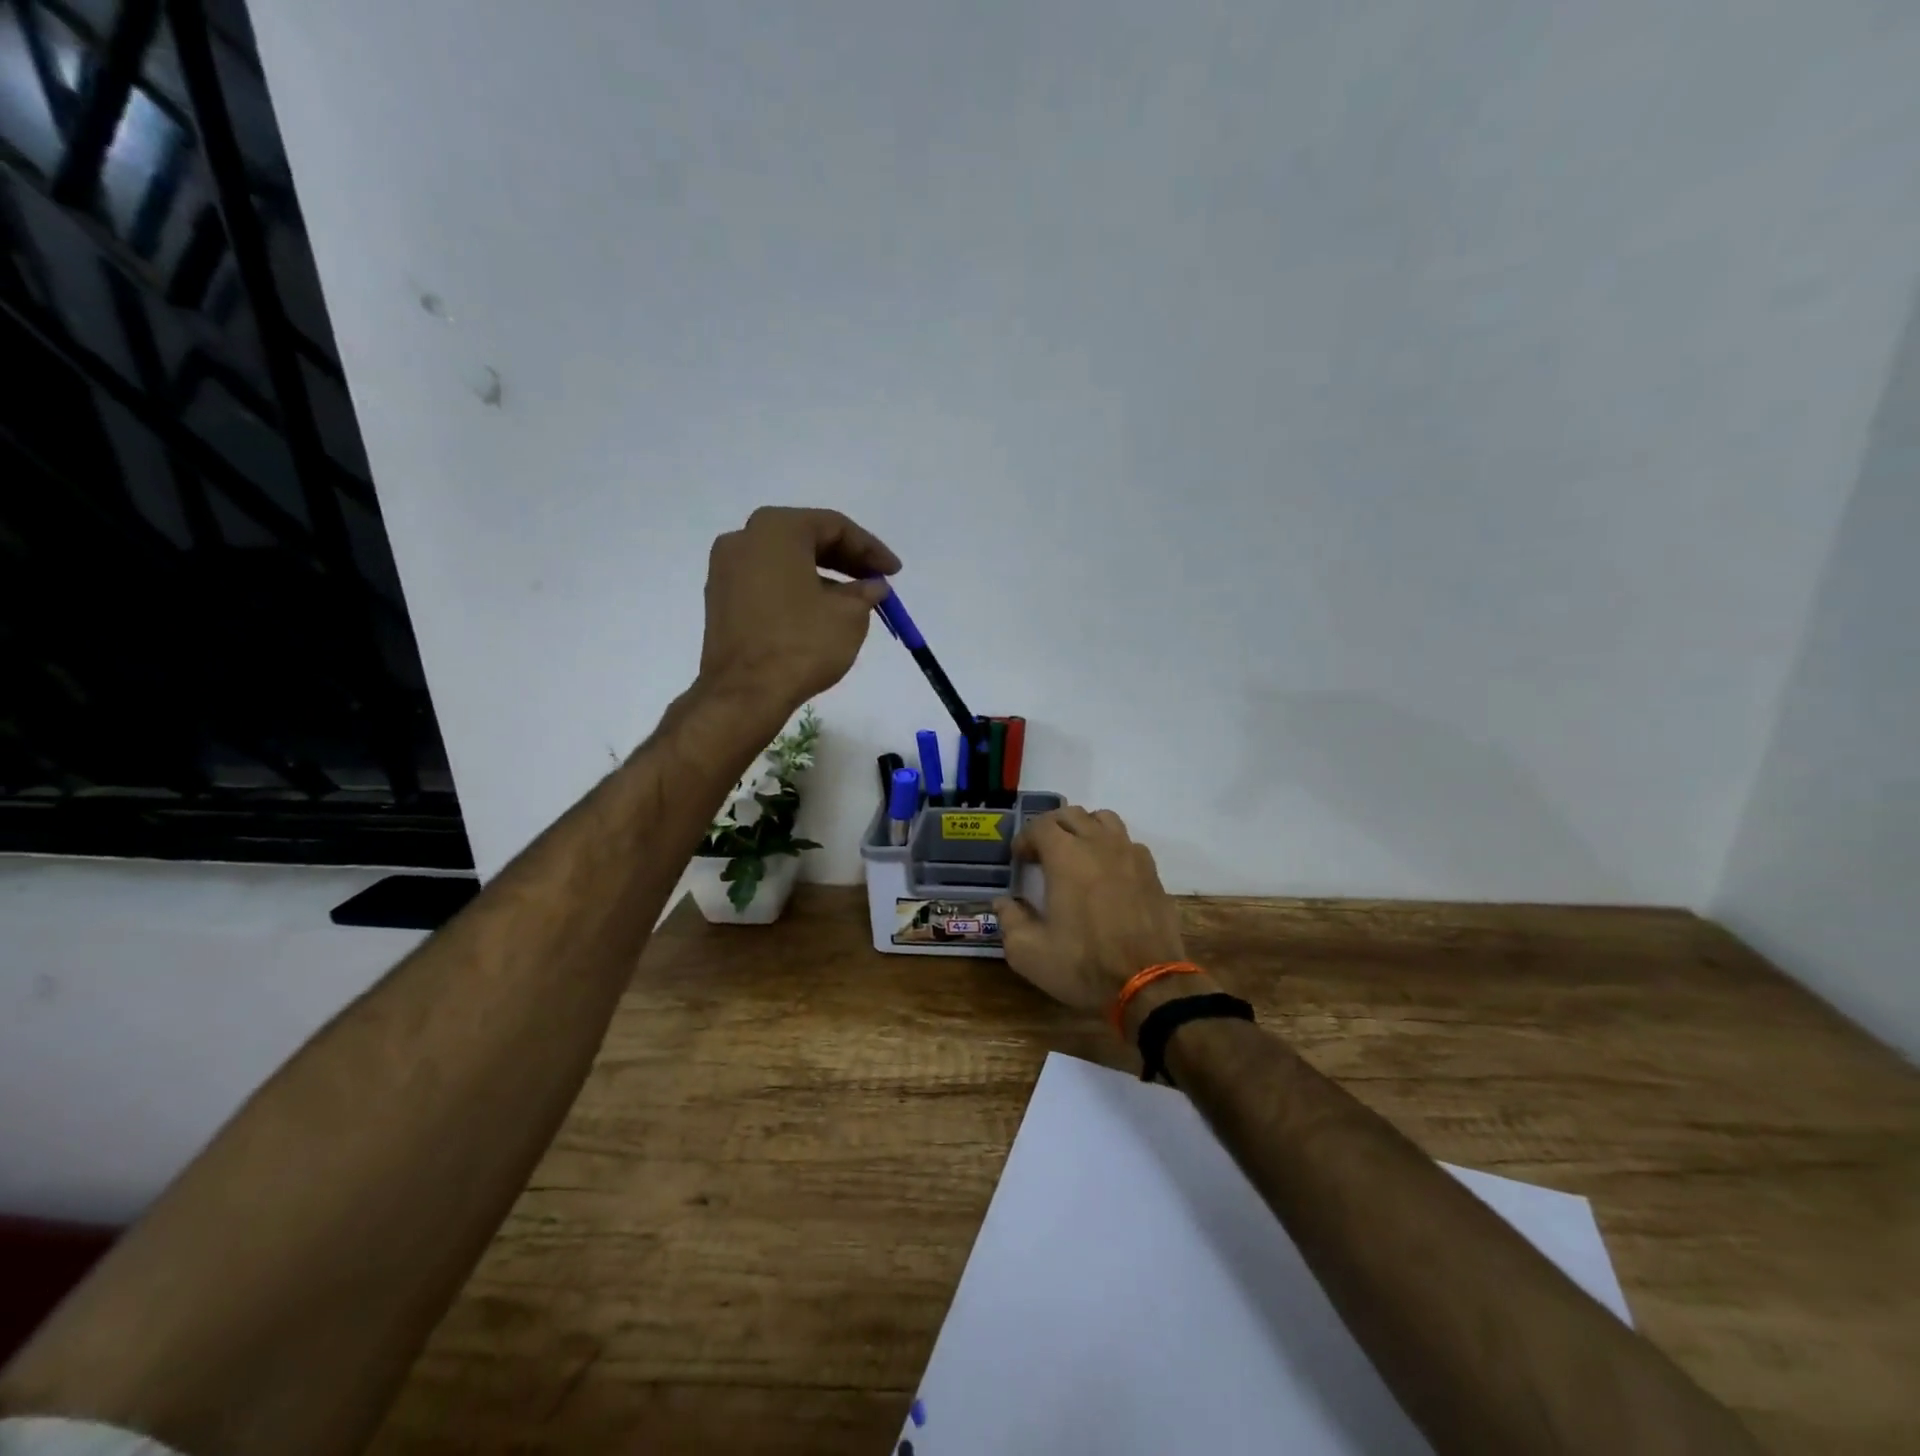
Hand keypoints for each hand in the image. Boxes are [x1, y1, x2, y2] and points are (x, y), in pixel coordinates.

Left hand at [699, 507, 900, 716]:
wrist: (745, 692)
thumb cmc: (802, 643)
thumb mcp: (850, 615)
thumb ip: (865, 592)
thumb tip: (872, 586)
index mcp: (776, 529)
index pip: (834, 526)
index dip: (871, 549)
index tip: (894, 571)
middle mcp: (744, 539)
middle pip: (807, 539)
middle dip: (846, 560)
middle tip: (876, 581)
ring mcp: (725, 569)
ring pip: (785, 562)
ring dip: (823, 576)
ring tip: (853, 601)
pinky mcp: (720, 599)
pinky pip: (767, 583)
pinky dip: (796, 590)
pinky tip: (820, 612)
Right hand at [993, 807, 1190, 1016]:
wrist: (1148, 983)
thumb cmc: (1083, 964)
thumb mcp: (1029, 952)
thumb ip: (1010, 921)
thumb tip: (1003, 903)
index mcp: (1066, 855)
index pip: (1040, 825)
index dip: (1025, 838)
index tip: (1019, 860)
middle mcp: (1099, 843)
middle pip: (1071, 814)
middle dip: (1052, 828)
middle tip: (1042, 854)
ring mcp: (1130, 854)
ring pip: (1104, 819)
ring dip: (1085, 829)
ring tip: (1077, 854)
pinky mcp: (1152, 872)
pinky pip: (1128, 843)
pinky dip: (1112, 847)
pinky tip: (1108, 873)